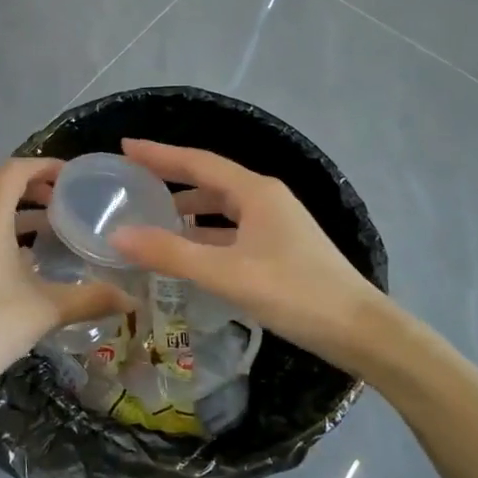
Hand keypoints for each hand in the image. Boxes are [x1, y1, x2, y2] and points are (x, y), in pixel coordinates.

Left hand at [0, 158, 130, 411]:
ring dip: (9, 205)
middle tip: (56, 197)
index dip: (44, 165)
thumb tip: (133, 301)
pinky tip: (23, 259)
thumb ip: (91, 298)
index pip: (14, 169)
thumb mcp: (47, 310)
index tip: (72, 176)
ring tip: (48, 225)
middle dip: (23, 181)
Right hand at [108, 139, 389, 368]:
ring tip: (152, 217)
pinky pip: (233, 230)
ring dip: (189, 209)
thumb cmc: (294, 293)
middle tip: (132, 182)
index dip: (160, 154)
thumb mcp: (227, 273)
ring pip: (222, 208)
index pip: (198, 162)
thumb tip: (117, 235)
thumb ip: (171, 254)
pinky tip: (189, 251)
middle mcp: (266, 199)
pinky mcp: (281, 248)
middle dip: (171, 179)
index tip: (125, 146)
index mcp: (255, 192)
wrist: (359, 330)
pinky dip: (207, 234)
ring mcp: (276, 223)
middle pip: (210, 180)